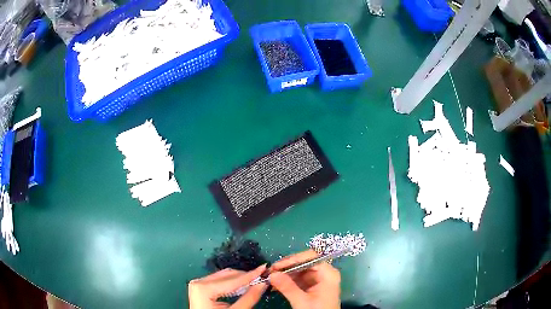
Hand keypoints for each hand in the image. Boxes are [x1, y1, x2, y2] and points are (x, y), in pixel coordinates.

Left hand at [189, 265, 267, 308]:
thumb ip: (249, 298)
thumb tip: (263, 284)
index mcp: (203, 288)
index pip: (232, 279)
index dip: (251, 275)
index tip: (264, 268)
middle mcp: (199, 282)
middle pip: (227, 275)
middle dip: (245, 277)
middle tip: (261, 278)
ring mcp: (198, 284)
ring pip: (224, 277)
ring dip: (240, 280)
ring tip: (254, 282)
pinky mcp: (200, 288)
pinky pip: (219, 281)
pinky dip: (232, 284)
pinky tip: (242, 287)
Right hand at [269, 250, 340, 308]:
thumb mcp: (302, 301)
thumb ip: (287, 287)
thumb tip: (271, 274)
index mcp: (328, 273)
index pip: (311, 257)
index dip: (294, 259)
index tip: (277, 265)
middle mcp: (325, 273)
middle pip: (305, 263)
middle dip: (287, 267)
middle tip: (270, 271)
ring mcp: (318, 280)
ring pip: (300, 271)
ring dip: (285, 274)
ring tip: (270, 277)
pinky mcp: (312, 287)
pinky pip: (299, 279)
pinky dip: (288, 281)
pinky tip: (276, 284)